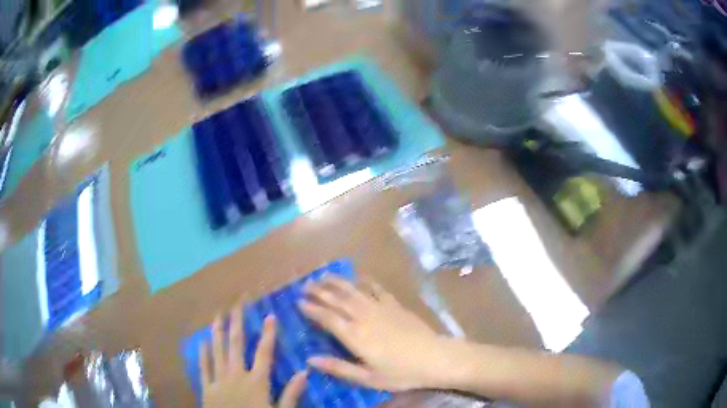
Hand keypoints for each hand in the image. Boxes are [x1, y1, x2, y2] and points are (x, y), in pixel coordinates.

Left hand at [199, 304, 306, 407]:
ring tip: (217, 315)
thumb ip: (291, 394)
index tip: (269, 315)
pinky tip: (202, 342)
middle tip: (235, 304)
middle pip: (236, 345)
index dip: (268, 334)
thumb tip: (305, 372)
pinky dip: (203, 354)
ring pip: (217, 351)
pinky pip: (204, 368)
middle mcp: (236, 375)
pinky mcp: (206, 388)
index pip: (264, 353)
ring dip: (217, 332)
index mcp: (257, 382)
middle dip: (236, 323)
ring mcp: (218, 380)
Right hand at [299, 277, 447, 391]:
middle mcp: (364, 317)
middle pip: (337, 299)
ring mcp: (381, 308)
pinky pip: (377, 288)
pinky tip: (358, 276)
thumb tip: (310, 360)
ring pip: (353, 290)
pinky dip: (365, 280)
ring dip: (337, 282)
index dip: (311, 309)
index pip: (327, 318)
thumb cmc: (401, 373)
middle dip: (319, 291)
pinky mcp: (396, 304)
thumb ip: (338, 368)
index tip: (298, 302)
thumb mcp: (368, 378)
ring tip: (323, 275)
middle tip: (305, 284)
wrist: (435, 358)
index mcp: (355, 336)